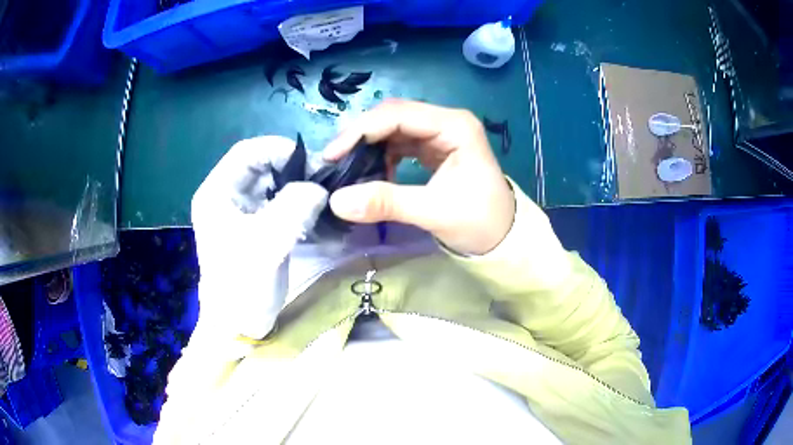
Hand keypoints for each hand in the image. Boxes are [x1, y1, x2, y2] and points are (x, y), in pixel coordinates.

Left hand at [192, 136, 327, 338]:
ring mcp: (241, 213)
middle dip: (294, 171)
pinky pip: (279, 207)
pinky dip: (299, 208)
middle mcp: (227, 197)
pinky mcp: (256, 229)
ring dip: (299, 190)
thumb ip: (294, 207)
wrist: (238, 327)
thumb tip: (319, 188)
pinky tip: (317, 219)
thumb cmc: (242, 286)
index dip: (279, 149)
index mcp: (217, 193)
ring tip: (325, 201)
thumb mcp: (267, 244)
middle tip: (324, 182)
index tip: (313, 162)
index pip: (247, 152)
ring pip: (273, 186)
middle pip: (262, 167)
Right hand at [323, 100, 514, 254]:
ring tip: (348, 168)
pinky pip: (399, 144)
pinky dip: (381, 156)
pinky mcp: (433, 148)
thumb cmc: (480, 222)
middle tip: (333, 161)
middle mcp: (446, 122)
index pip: (398, 115)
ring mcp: (439, 134)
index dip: (361, 131)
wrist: (503, 237)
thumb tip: (337, 200)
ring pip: (393, 129)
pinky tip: (371, 173)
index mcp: (455, 126)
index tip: (331, 155)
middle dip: (361, 136)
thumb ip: (387, 203)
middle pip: (393, 117)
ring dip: (368, 146)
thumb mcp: (435, 212)